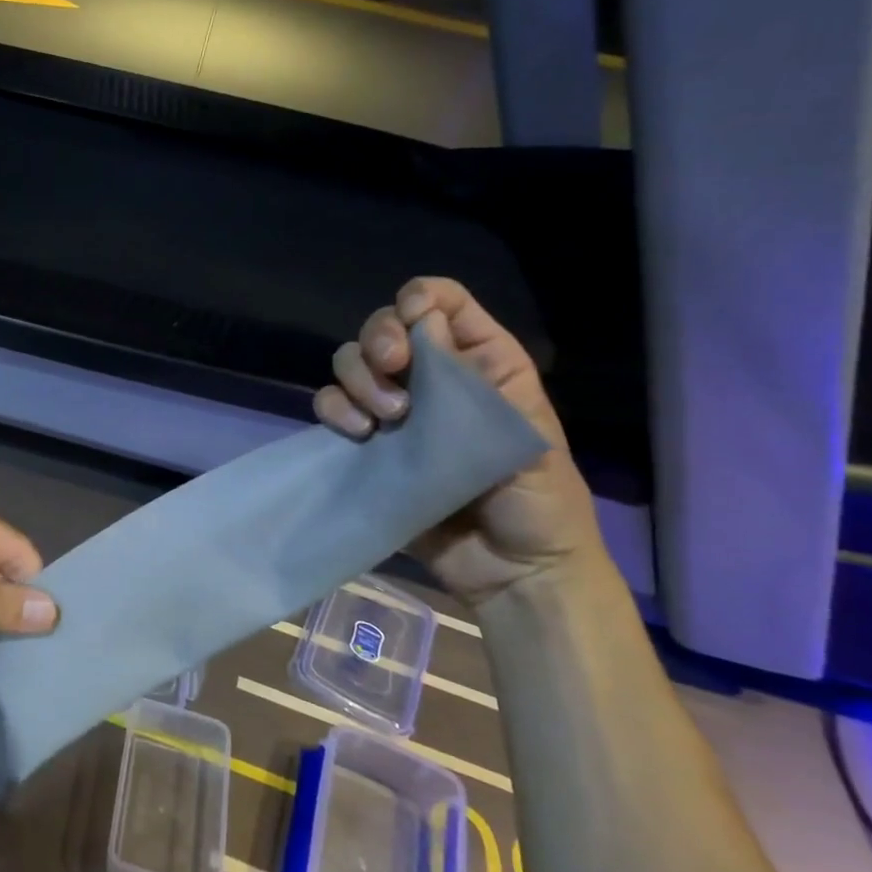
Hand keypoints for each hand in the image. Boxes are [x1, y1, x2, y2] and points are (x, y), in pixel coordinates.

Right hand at [314, 277, 606, 607]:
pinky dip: (333, 409)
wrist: (511, 573)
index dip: (419, 298)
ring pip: (352, 363)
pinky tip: (356, 433)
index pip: (443, 303)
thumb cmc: (538, 502)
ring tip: (383, 419)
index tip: (410, 323)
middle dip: (379, 340)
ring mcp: (396, 411)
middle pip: (385, 327)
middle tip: (392, 371)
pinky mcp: (367, 444)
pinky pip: (333, 406)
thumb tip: (423, 320)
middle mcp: (434, 378)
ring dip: (357, 378)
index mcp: (483, 363)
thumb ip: (474, 379)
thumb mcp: (523, 434)